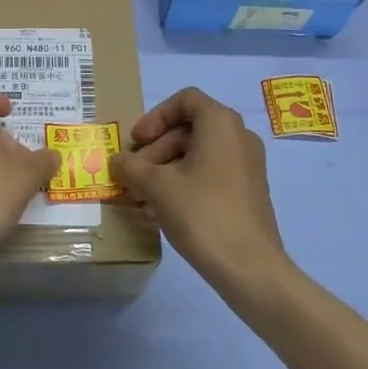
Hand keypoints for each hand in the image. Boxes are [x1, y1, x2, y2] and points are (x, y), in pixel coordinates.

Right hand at [111, 87, 286, 290]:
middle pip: (188, 129)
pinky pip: (209, 175)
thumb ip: (130, 167)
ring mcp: (246, 166)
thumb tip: (117, 162)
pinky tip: (160, 210)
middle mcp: (239, 137)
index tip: (137, 141)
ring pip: (197, 154)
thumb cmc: (202, 213)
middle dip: (155, 149)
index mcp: (221, 124)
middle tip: (133, 175)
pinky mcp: (247, 192)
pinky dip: (183, 184)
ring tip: (141, 197)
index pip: (185, 99)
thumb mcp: (156, 186)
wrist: (250, 269)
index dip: (155, 116)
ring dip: (164, 169)